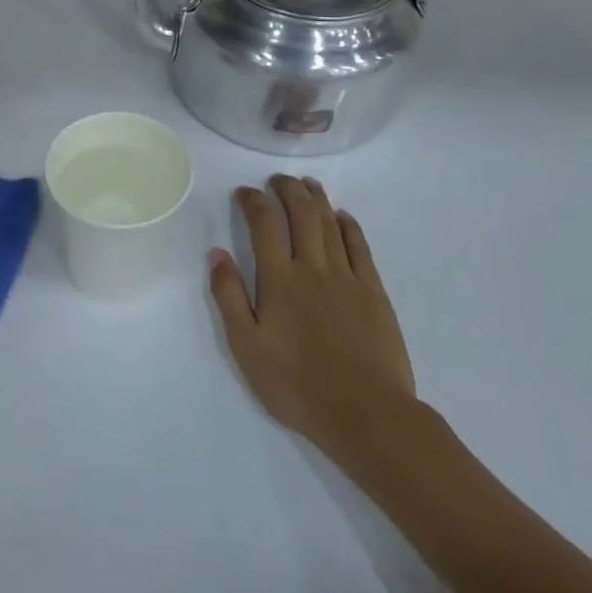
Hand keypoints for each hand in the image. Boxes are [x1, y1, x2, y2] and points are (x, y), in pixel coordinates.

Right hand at [209, 176, 418, 460]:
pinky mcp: (374, 293)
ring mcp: (348, 278)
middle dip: (287, 190)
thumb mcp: (247, 347)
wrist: (367, 413)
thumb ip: (230, 297)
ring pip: (330, 224)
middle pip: (301, 215)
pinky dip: (349, 226)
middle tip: (277, 179)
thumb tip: (217, 254)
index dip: (253, 201)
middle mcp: (313, 269)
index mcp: (279, 280)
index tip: (244, 192)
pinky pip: (360, 247)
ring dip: (317, 199)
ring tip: (307, 184)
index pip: (264, 225)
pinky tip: (343, 216)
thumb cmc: (297, 385)